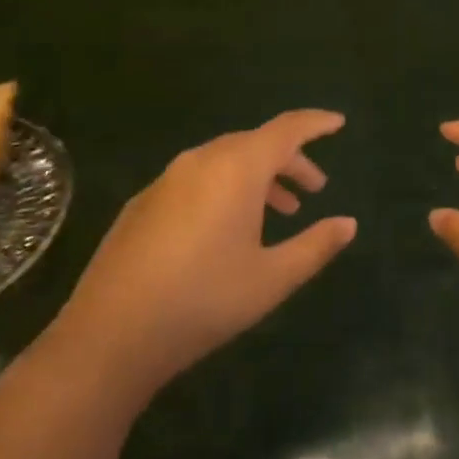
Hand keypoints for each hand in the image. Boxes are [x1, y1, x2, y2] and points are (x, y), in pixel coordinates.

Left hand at [27, 110, 354, 409]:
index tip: (338, 123)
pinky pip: (197, 178)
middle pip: (256, 143)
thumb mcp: (272, 279)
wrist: (110, 335)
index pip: (287, 129)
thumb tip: (348, 224)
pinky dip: (225, 188)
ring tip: (279, 212)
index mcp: (237, 168)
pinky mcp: (143, 202)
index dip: (316, 124)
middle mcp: (202, 160)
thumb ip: (315, 246)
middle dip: (289, 160)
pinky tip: (226, 228)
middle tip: (313, 188)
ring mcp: (167, 179)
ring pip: (225, 161)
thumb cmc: (204, 301)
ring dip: (258, 177)